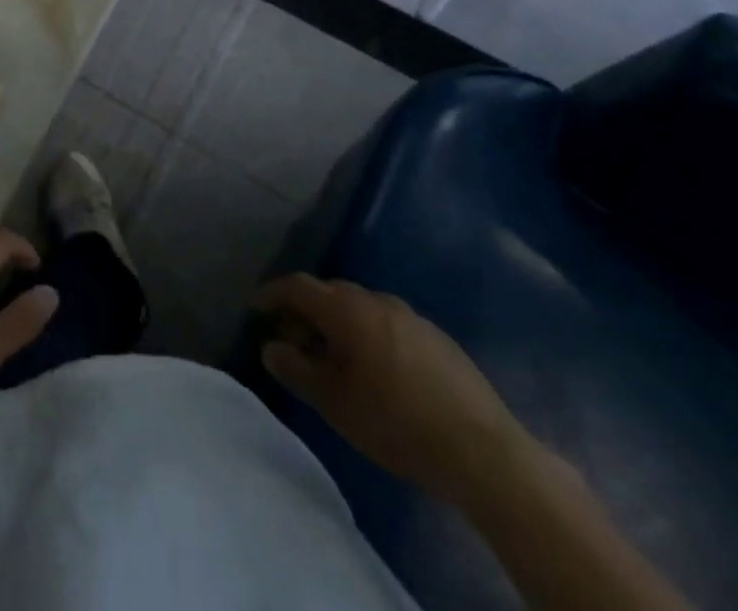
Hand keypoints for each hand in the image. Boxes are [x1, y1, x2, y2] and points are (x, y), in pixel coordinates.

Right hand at [252, 275, 529, 507]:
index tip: (255, 307)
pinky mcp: (437, 337)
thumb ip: (297, 370)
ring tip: (334, 357)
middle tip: (294, 341)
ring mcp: (410, 316)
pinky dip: (369, 334)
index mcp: (346, 309)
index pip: (297, 286)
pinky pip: (388, 324)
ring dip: (339, 323)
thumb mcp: (335, 403)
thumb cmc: (395, 423)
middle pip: (330, 293)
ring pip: (361, 308)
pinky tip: (377, 370)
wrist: (482, 450)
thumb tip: (271, 347)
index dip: (272, 294)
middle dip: (306, 311)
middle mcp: (376, 300)